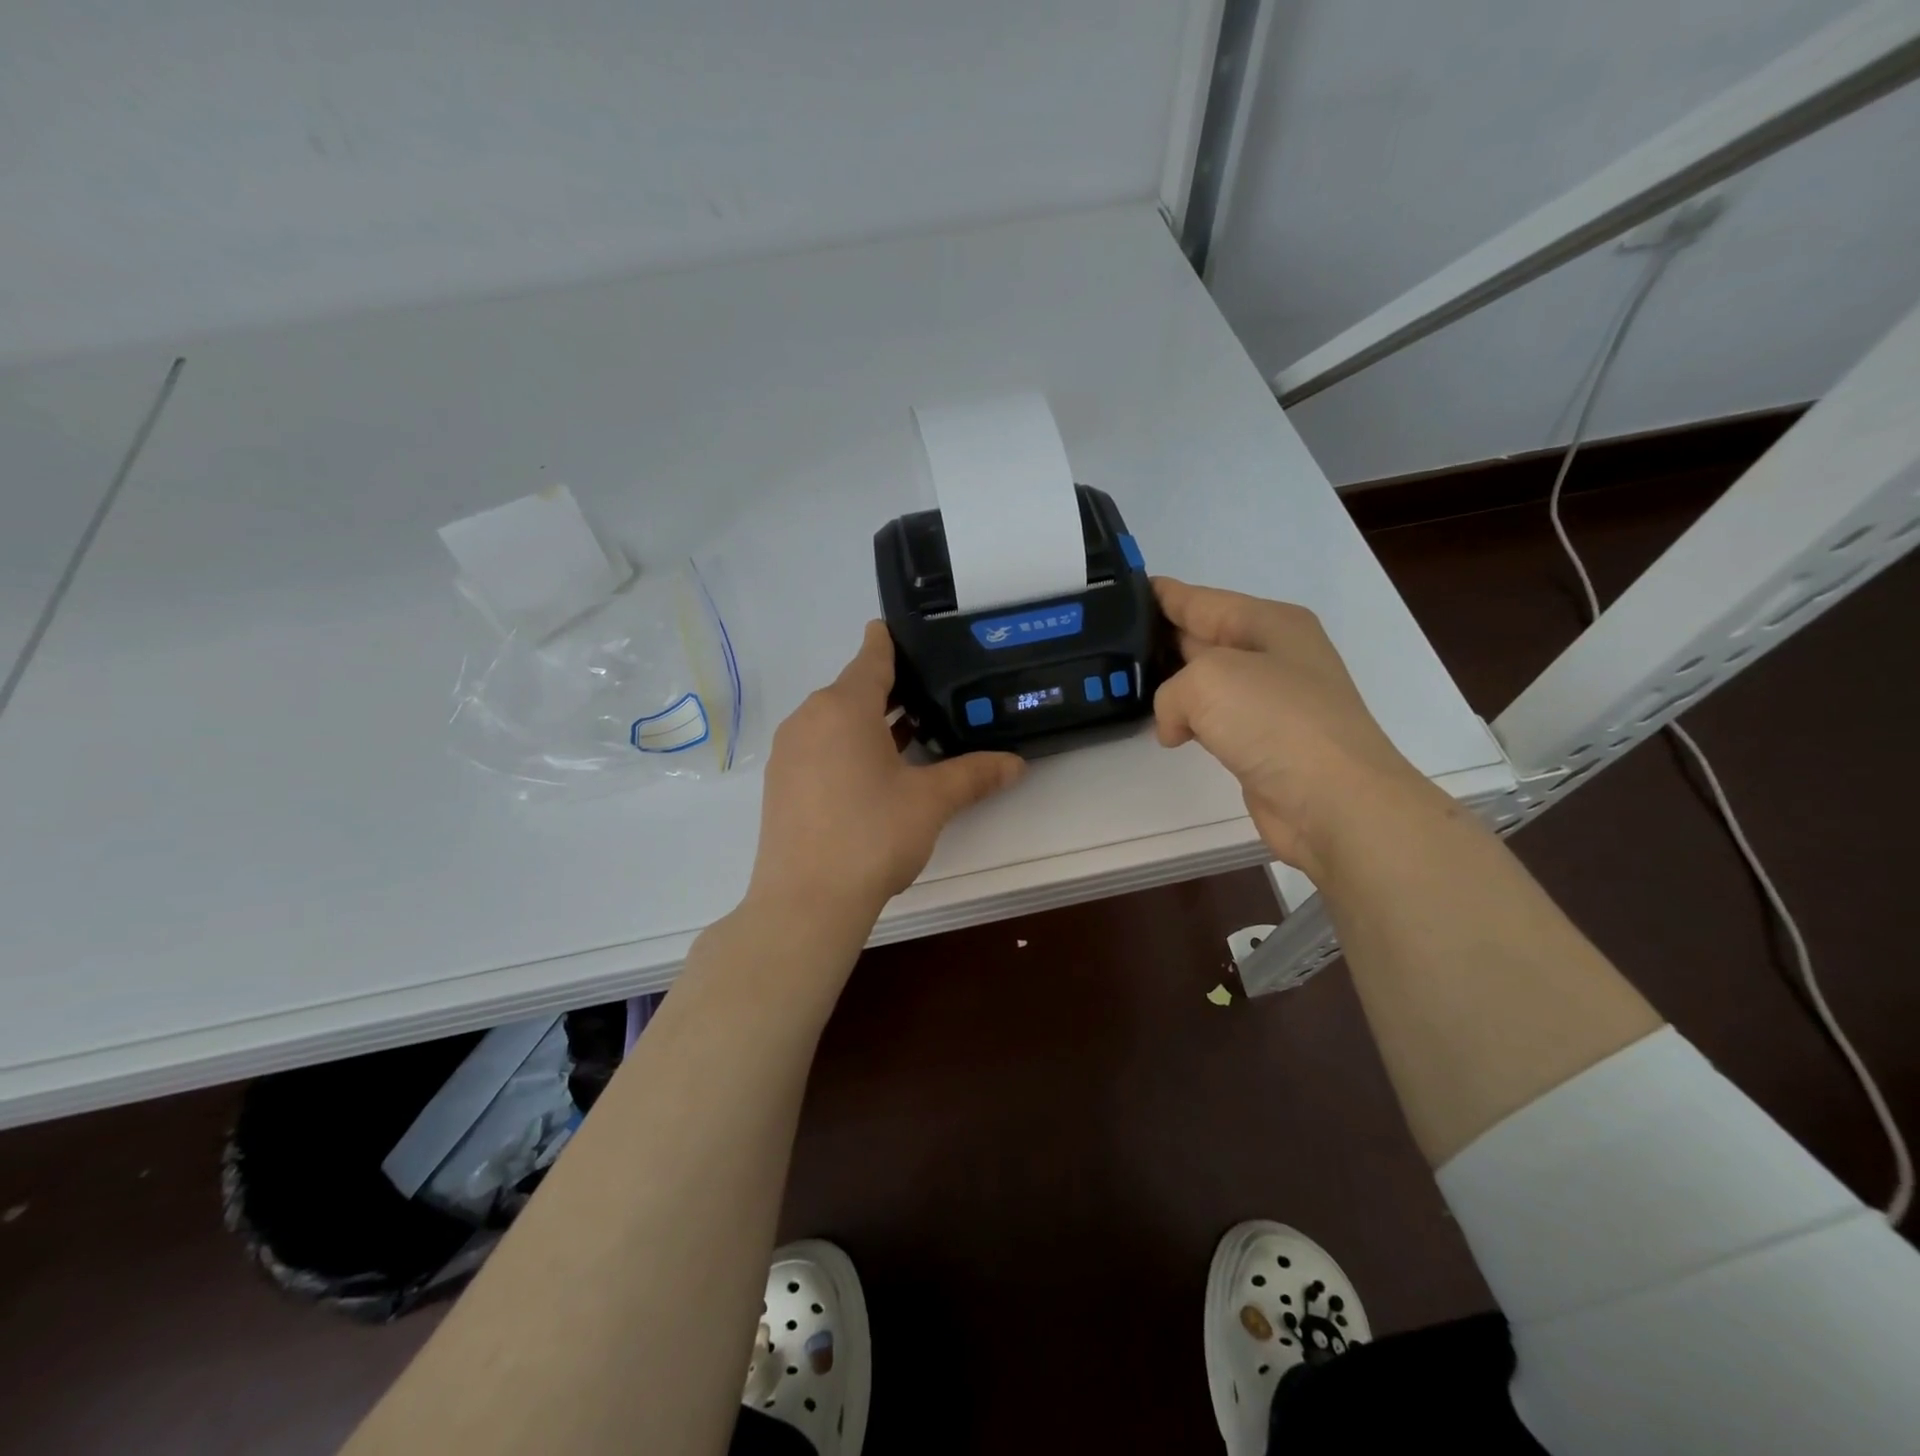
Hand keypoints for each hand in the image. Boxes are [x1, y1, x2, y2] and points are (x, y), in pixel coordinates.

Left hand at [748, 621, 1024, 925]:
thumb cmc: (871, 835)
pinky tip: (876, 769)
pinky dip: (848, 744)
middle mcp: (809, 718)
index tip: (909, 632)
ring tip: (912, 727)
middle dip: (890, 688)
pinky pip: (820, 745)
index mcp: (843, 706)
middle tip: (932, 689)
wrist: (806, 901)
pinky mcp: (782, 782)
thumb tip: (1017, 764)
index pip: (872, 656)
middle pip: (853, 687)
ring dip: (870, 720)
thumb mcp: (930, 801)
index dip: (892, 641)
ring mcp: (790, 751)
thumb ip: (974, 774)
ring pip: (835, 719)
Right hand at [1150, 578, 1433, 877]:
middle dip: (1160, 637)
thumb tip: (1177, 726)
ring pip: (1206, 682)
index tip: (1123, 589)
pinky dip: (1189, 722)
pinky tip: (1165, 730)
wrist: (1336, 801)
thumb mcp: (1207, 681)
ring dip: (1172, 684)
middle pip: (1203, 636)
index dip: (1162, 593)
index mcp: (1269, 623)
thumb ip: (1171, 692)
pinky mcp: (1264, 743)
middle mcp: (1273, 655)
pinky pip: (1214, 720)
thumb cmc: (1276, 722)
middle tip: (1111, 639)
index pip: (1201, 600)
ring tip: (1125, 682)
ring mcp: (1271, 701)